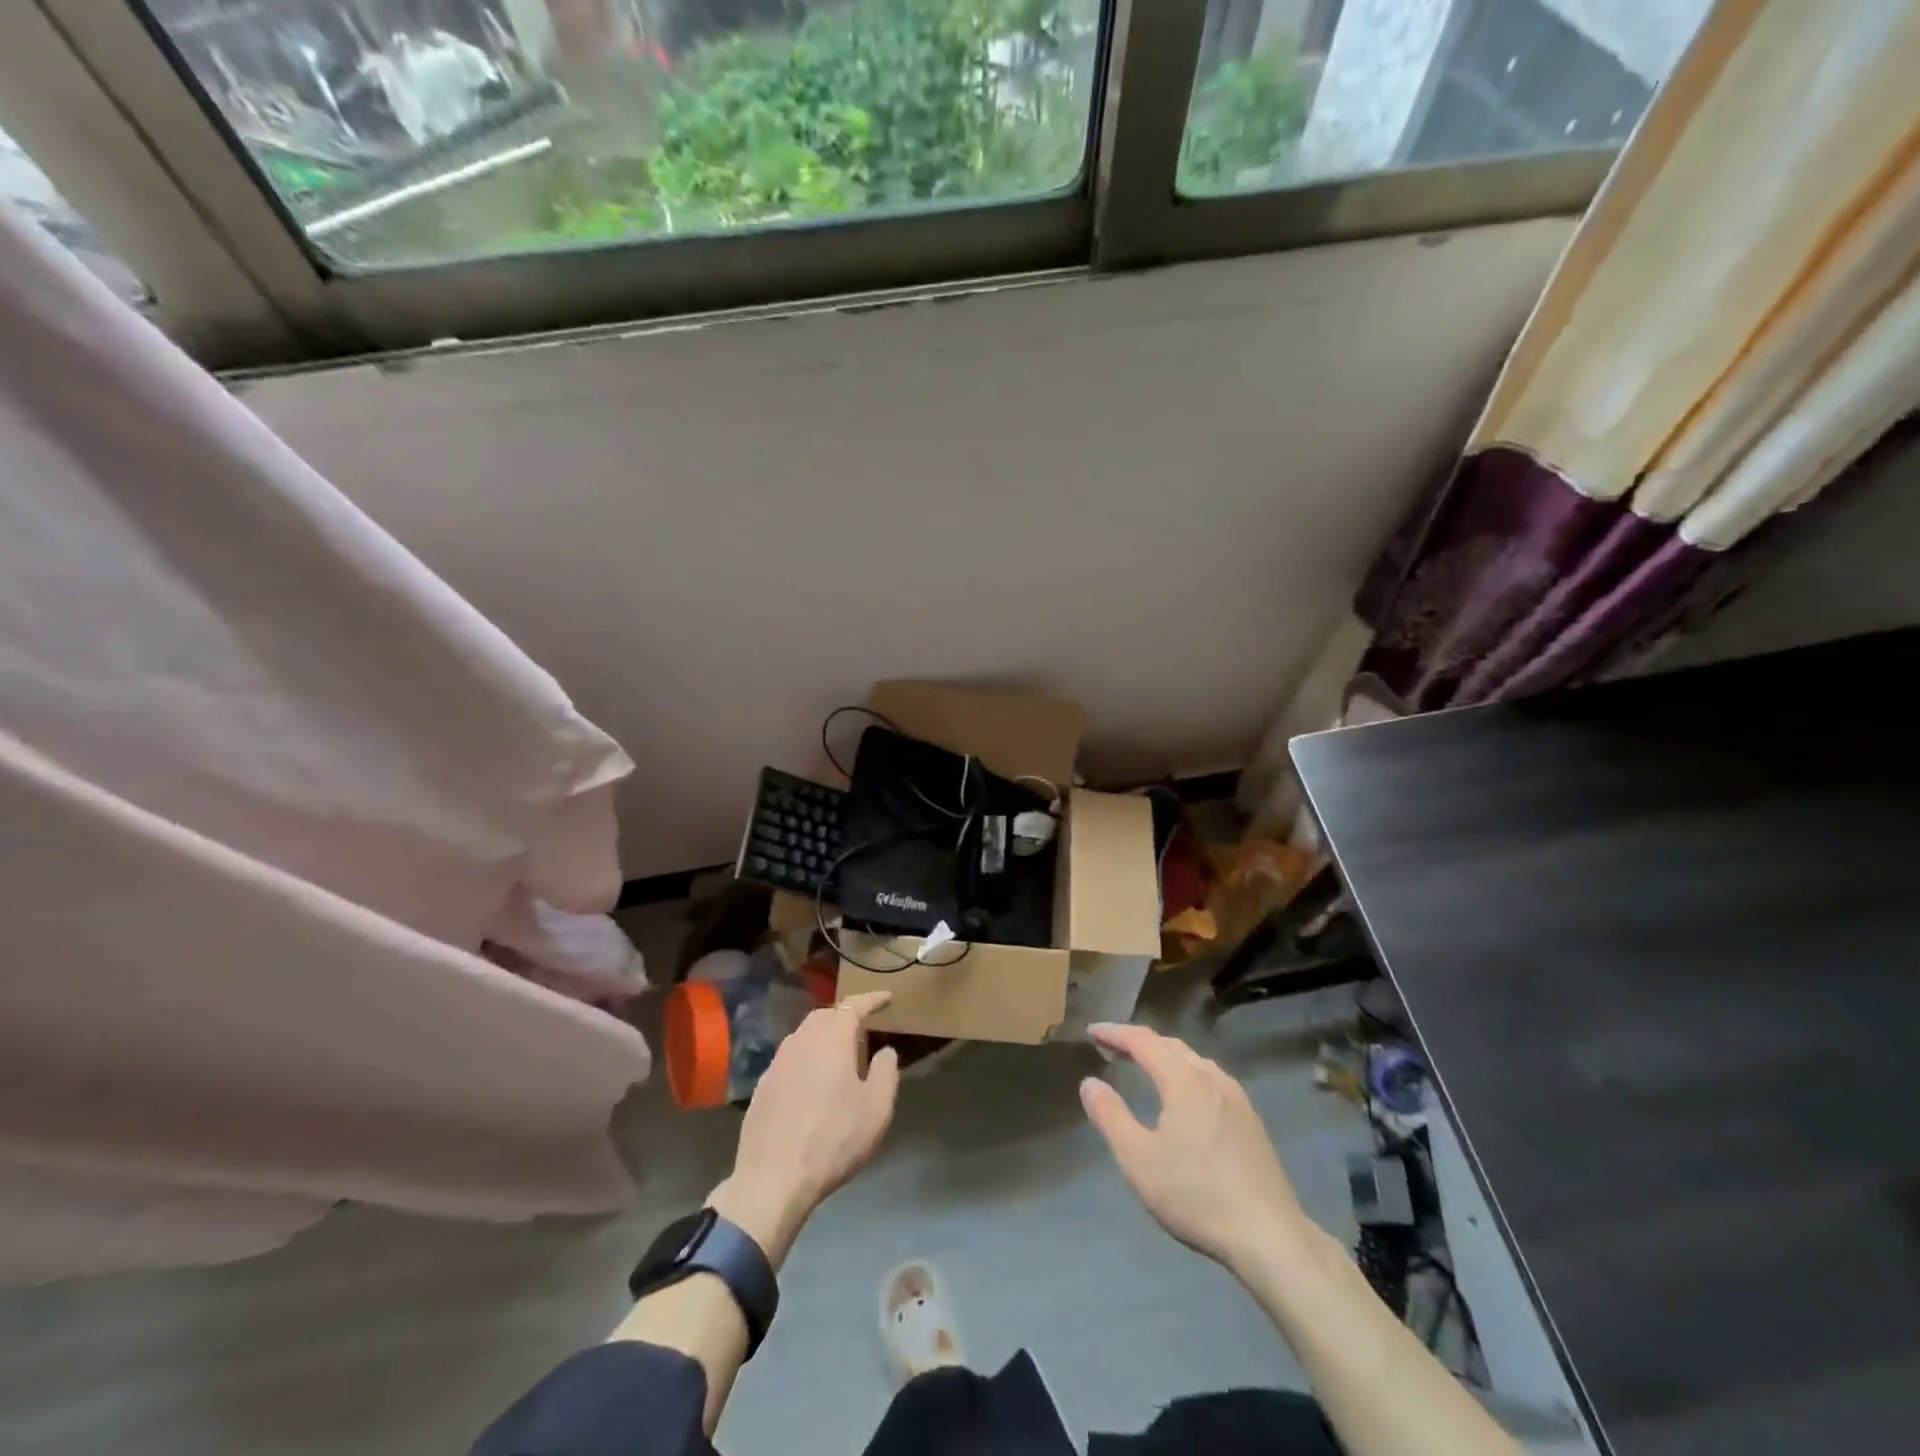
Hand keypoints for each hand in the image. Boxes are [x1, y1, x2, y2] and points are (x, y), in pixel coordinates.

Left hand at [709, 991, 900, 1266]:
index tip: (887, 998)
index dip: (872, 999)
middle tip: (863, 1027)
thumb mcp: (877, 1108)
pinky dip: (806, 1058)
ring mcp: (777, 1062)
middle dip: (846, 1015)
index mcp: (832, 1038)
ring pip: (804, 1035)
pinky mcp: (762, 1086)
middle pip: (825, 1015)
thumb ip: (886, 1071)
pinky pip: (790, 1058)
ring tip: (839, 1052)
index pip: (854, 1006)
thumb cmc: (834, 1139)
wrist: (772, 1179)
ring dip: (824, 1036)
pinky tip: (812, 1080)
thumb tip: (885, 1051)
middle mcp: (801, 1040)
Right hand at [1080, 1022, 1312, 1275]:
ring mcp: (1237, 1098)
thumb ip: (1110, 1116)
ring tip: (1143, 1066)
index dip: (1115, 1033)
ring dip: (1164, 1056)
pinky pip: (1210, 1078)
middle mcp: (1212, 1078)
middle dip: (1138, 1041)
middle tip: (1111, 1048)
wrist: (1270, 1237)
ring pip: (1194, 1060)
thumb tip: (1090, 1082)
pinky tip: (1183, 1096)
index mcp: (1184, 1080)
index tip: (1092, 1031)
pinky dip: (1185, 1072)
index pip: (1143, 1041)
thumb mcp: (1138, 1160)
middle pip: (1170, 1045)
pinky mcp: (1251, 1120)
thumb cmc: (1197, 1196)